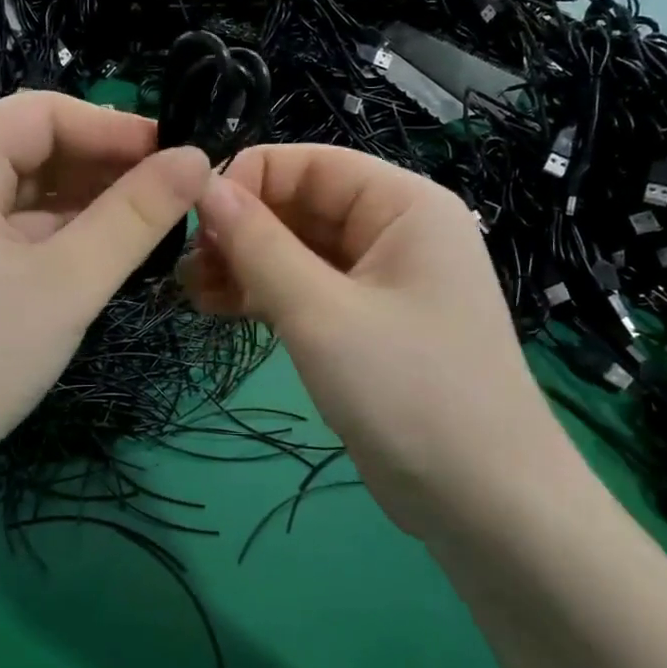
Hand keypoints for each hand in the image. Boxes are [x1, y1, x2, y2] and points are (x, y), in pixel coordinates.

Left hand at [0, 93, 210, 496]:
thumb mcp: (68, 281)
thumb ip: (136, 216)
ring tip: (153, 222)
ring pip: (31, 195)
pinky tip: (109, 255)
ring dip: (90, 202)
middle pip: (35, 149)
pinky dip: (66, 237)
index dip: (111, 125)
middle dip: (104, 165)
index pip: (41, 113)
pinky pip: (21, 234)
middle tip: (172, 192)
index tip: (174, 152)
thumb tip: (198, 158)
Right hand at [180, 144, 562, 538]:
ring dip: (244, 264)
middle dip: (240, 229)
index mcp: (403, 205)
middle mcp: (395, 231)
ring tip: (190, 291)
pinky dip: (264, 296)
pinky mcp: (366, 325)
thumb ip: (259, 245)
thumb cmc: (409, 391)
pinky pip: (307, 291)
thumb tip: (204, 186)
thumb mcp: (322, 313)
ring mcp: (381, 281)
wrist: (484, 504)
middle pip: (302, 205)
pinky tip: (218, 309)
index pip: (310, 163)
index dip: (247, 180)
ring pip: (298, 251)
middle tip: (183, 266)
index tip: (188, 218)